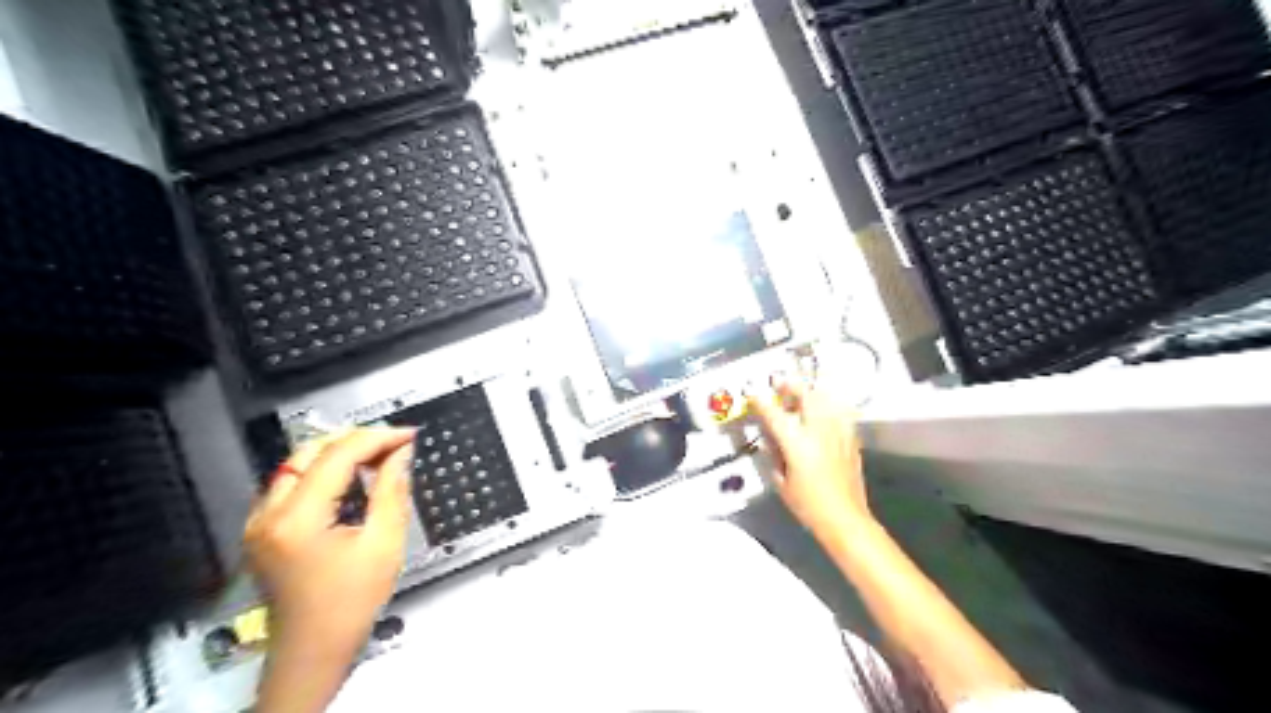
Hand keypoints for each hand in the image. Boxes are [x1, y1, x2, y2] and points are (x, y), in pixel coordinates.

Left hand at [243, 430, 411, 666]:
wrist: (313, 650)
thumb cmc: (350, 604)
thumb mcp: (384, 543)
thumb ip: (391, 489)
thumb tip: (400, 453)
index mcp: (297, 520)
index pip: (337, 456)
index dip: (376, 438)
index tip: (407, 435)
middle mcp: (267, 515)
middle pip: (309, 452)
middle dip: (355, 439)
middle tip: (393, 442)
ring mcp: (259, 522)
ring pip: (297, 464)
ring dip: (338, 453)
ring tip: (377, 456)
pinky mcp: (262, 529)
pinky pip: (291, 483)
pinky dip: (322, 471)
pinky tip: (350, 478)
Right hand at [747, 379, 870, 539]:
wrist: (845, 518)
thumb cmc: (809, 505)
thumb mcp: (782, 482)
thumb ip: (775, 457)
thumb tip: (772, 442)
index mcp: (797, 443)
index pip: (775, 415)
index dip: (762, 402)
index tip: (754, 394)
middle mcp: (819, 432)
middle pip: (806, 396)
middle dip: (792, 387)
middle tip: (781, 385)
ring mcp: (838, 433)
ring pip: (826, 400)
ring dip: (811, 393)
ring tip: (803, 394)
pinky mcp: (851, 439)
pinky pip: (840, 413)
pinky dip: (830, 407)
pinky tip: (825, 412)